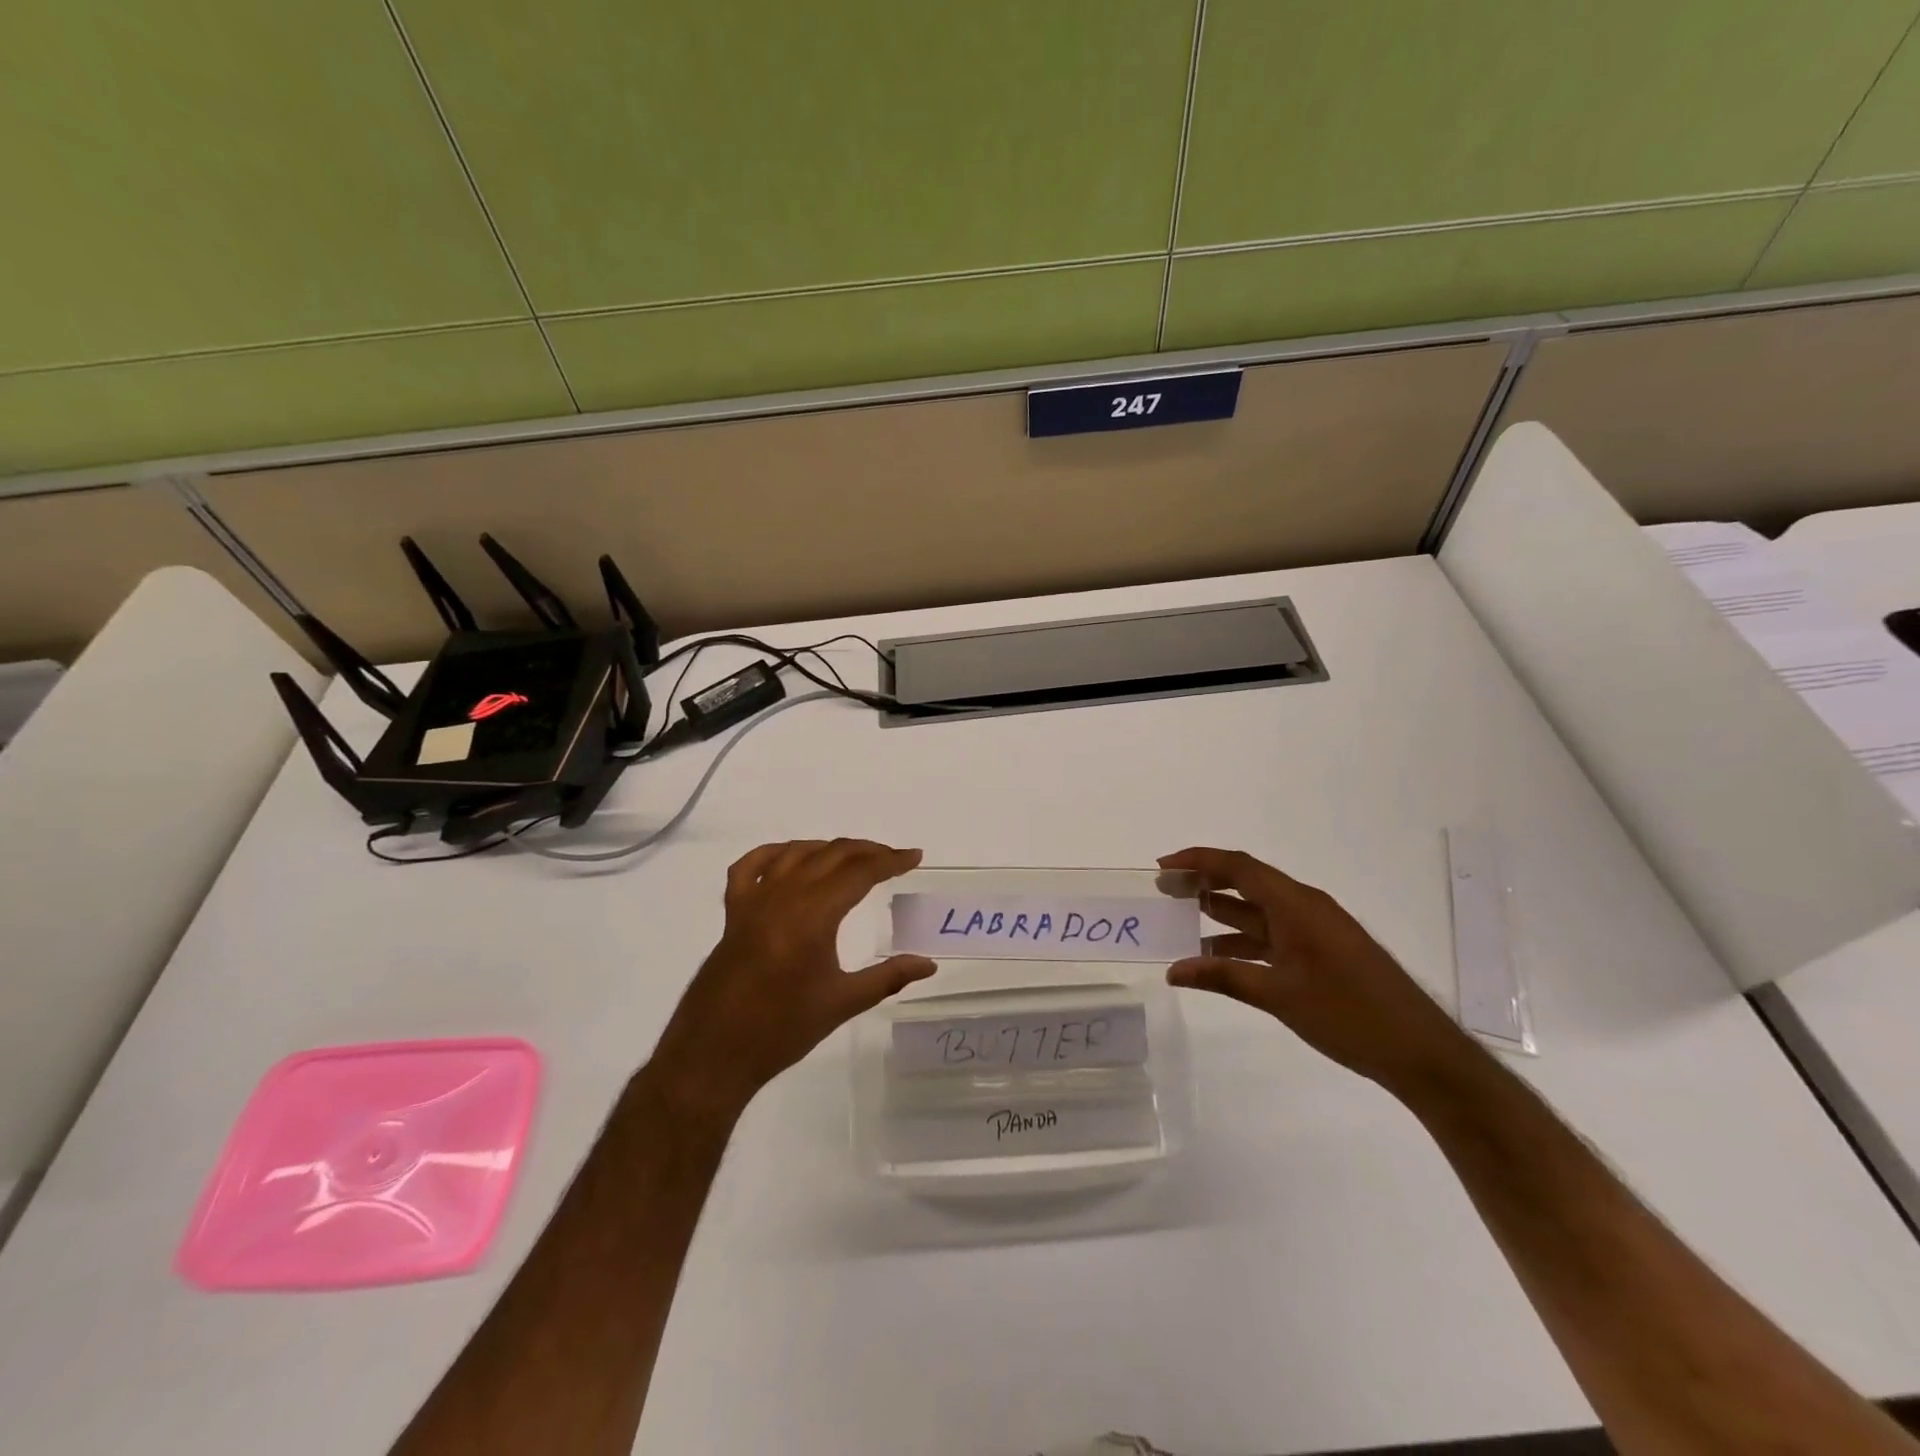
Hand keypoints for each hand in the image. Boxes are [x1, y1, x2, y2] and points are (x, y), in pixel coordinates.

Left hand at [647, 839, 935, 1122]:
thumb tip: (928, 964)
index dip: (890, 861)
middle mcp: (783, 896)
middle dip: (867, 850)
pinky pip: (751, 867)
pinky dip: (775, 854)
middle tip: (894, 858)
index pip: (859, 872)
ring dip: (829, 848)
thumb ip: (888, 977)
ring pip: (796, 853)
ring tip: (854, 857)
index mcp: (813, 915)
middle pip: (831, 854)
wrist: (714, 1055)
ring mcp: (754, 900)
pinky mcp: (733, 912)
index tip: (914, 857)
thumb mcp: (842, 1003)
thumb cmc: (782, 1030)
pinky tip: (791, 858)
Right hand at [1160, 846, 1469, 1092]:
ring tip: (1179, 920)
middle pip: (1245, 882)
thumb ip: (1223, 977)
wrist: (1420, 1052)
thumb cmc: (1349, 1014)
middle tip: (1164, 890)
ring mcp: (1314, 930)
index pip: (1239, 867)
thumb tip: (1173, 970)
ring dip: (1219, 914)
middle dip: (1203, 882)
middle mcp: (1304, 907)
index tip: (1163, 868)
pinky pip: (1271, 935)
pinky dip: (1241, 941)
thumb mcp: (1279, 995)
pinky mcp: (1320, 952)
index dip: (1198, 861)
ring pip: (1256, 911)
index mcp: (1297, 904)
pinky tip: (1214, 958)